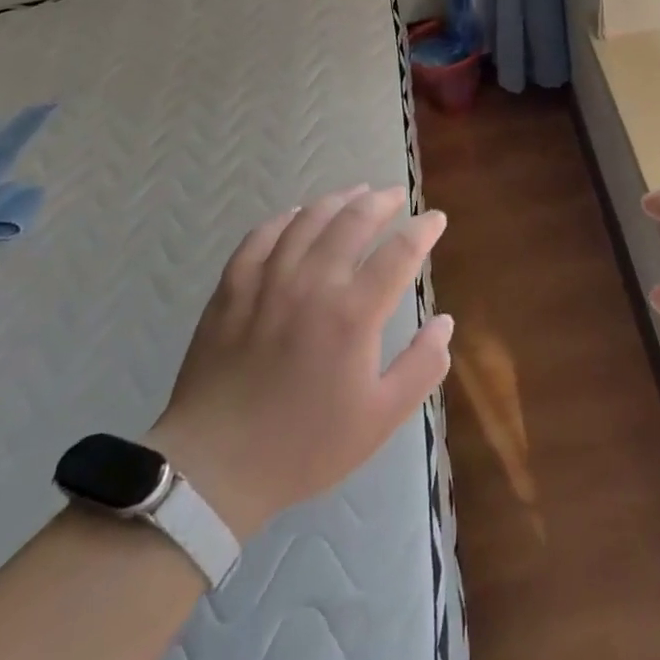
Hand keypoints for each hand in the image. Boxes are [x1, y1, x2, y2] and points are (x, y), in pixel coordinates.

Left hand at [147, 186, 452, 539]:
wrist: (214, 467)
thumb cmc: (306, 445)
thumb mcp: (381, 417)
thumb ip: (422, 366)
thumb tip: (445, 321)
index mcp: (353, 313)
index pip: (399, 251)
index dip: (423, 229)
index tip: (435, 219)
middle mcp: (313, 283)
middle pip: (353, 221)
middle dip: (382, 201)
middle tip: (397, 195)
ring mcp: (267, 281)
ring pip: (308, 220)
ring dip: (337, 200)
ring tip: (356, 192)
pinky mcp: (231, 289)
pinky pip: (261, 236)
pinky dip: (285, 218)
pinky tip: (296, 215)